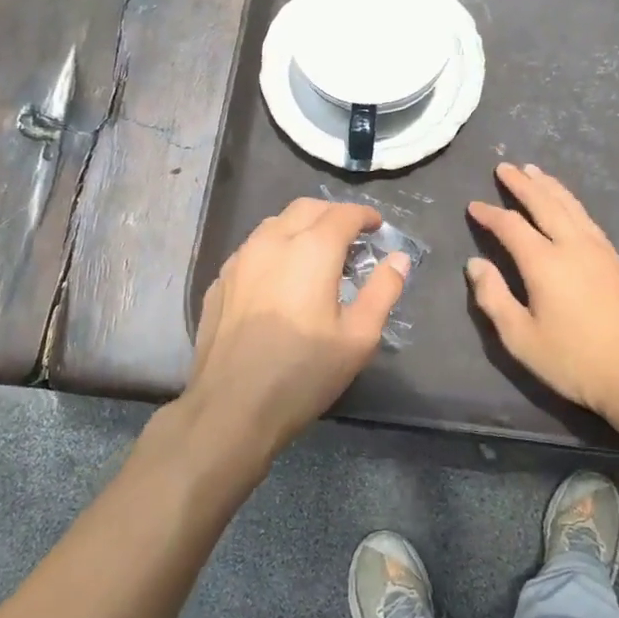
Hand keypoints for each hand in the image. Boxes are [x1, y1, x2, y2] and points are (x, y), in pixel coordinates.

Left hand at [188, 199, 408, 454]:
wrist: (230, 408)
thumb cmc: (303, 373)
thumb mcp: (358, 337)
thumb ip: (383, 291)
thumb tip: (399, 259)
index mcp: (311, 249)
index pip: (343, 214)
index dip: (365, 216)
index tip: (377, 227)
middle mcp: (272, 241)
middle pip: (306, 208)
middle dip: (333, 214)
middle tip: (351, 237)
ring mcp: (239, 260)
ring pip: (275, 224)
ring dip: (301, 227)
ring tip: (316, 254)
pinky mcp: (219, 281)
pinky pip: (252, 249)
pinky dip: (275, 249)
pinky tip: (280, 279)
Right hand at [467, 163, 618, 421]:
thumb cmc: (573, 359)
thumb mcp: (520, 338)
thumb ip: (493, 298)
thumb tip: (475, 264)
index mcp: (544, 262)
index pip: (510, 226)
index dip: (490, 214)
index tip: (474, 206)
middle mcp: (571, 245)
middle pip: (544, 203)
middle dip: (522, 184)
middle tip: (505, 167)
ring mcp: (599, 249)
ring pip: (570, 205)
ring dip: (549, 186)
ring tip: (534, 171)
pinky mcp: (616, 259)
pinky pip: (587, 217)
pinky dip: (571, 202)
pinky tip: (567, 203)